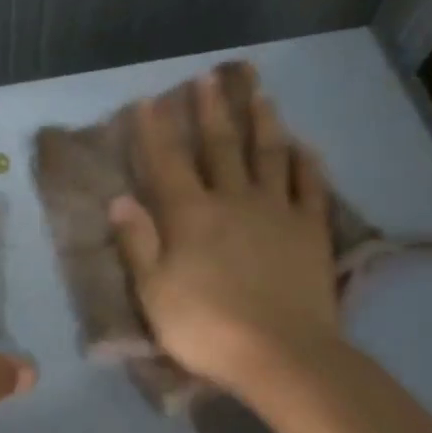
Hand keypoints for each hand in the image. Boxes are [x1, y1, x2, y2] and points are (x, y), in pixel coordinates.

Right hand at [109, 68, 340, 395]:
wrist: (281, 354)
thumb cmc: (207, 327)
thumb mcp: (154, 292)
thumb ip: (137, 242)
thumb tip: (120, 198)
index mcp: (190, 214)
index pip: (167, 162)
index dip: (155, 130)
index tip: (149, 99)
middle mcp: (233, 199)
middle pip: (221, 146)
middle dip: (212, 110)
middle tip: (210, 78)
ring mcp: (277, 211)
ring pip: (270, 155)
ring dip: (264, 122)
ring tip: (261, 95)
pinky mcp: (311, 230)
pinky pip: (310, 186)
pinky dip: (307, 163)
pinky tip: (305, 147)